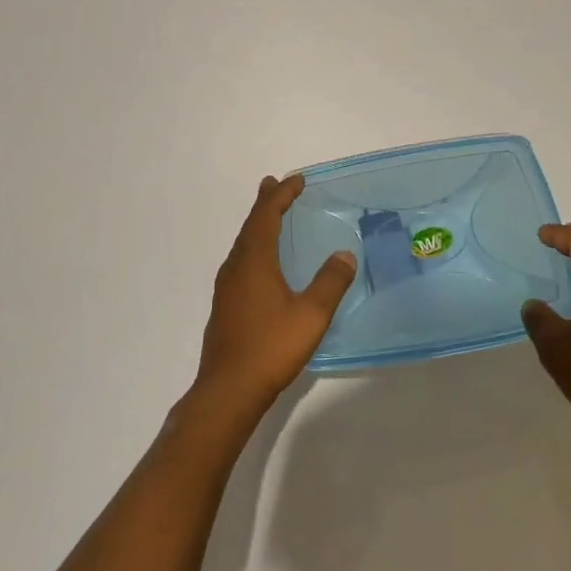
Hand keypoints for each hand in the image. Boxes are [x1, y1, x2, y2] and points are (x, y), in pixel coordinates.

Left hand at [193, 175, 356, 422]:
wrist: (228, 390)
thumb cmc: (271, 347)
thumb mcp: (311, 315)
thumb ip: (330, 282)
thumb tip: (344, 254)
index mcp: (254, 261)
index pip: (266, 216)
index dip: (281, 195)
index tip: (296, 180)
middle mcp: (236, 267)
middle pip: (250, 225)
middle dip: (265, 204)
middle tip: (274, 185)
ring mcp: (227, 287)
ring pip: (242, 244)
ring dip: (257, 225)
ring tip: (269, 216)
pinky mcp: (225, 305)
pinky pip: (240, 262)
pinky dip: (253, 247)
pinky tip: (260, 263)